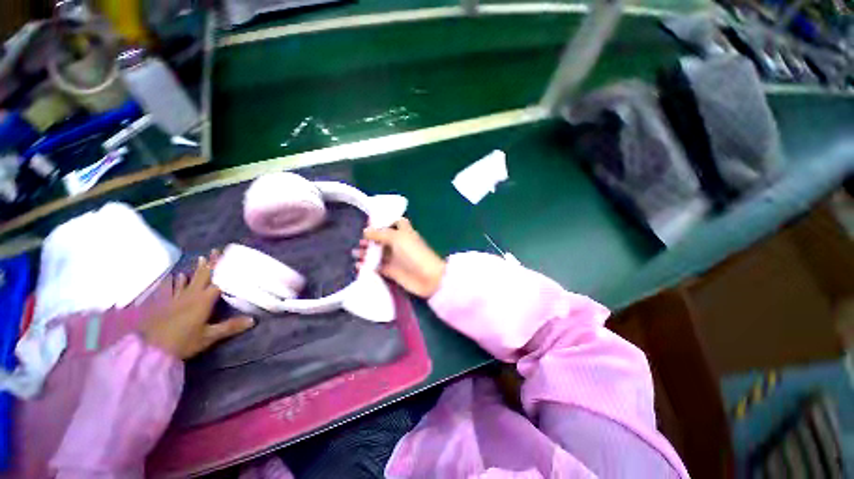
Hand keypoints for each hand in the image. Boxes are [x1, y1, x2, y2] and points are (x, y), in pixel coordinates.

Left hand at [140, 251, 254, 359]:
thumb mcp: (209, 337)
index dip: (226, 271)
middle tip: (216, 250)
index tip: (233, 259)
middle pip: (203, 276)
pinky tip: (179, 275)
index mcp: (203, 301)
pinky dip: (178, 281)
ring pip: (190, 279)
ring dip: (197, 269)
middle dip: (211, 263)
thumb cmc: (183, 342)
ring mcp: (177, 298)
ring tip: (201, 258)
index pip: (218, 281)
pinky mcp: (166, 304)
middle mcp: (191, 296)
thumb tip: (253, 319)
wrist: (150, 350)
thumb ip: (230, 327)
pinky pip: (173, 288)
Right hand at [353, 218, 445, 297]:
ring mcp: (395, 258)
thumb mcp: (397, 238)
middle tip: (358, 240)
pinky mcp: (391, 271)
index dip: (385, 221)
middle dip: (371, 238)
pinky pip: (377, 266)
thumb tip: (366, 231)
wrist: (427, 277)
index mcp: (404, 232)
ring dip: (367, 252)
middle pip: (383, 238)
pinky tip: (358, 265)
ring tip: (355, 252)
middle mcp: (399, 243)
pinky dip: (368, 265)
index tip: (369, 222)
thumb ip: (380, 233)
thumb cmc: (413, 253)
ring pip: (378, 253)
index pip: (395, 222)